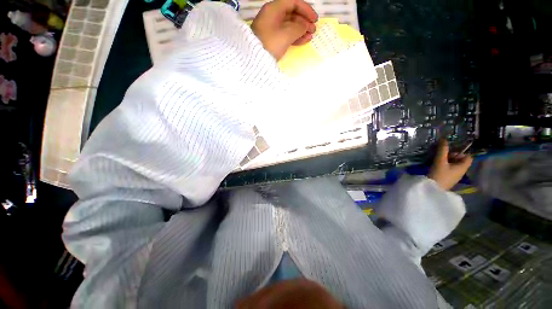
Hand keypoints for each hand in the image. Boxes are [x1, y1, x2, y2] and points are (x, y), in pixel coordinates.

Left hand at [251, 0, 317, 59]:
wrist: (254, 60)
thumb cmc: (270, 43)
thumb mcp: (286, 34)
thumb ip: (299, 28)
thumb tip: (305, 26)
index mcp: (274, 9)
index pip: (293, 3)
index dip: (306, 10)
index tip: (315, 19)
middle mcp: (273, 16)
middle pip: (292, 14)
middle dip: (304, 21)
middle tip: (313, 30)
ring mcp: (272, 28)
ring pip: (290, 25)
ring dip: (301, 30)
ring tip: (310, 37)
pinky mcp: (272, 39)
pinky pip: (286, 34)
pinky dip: (295, 37)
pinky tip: (303, 41)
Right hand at [428, 140, 473, 190]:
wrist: (432, 189)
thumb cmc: (439, 174)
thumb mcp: (440, 161)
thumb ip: (442, 150)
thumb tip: (444, 139)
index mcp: (463, 167)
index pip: (468, 157)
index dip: (460, 153)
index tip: (450, 153)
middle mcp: (461, 171)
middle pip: (460, 160)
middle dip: (451, 156)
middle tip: (441, 156)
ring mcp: (455, 176)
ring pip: (454, 165)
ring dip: (446, 161)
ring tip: (437, 161)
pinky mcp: (448, 179)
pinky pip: (449, 169)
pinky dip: (444, 166)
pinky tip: (436, 167)